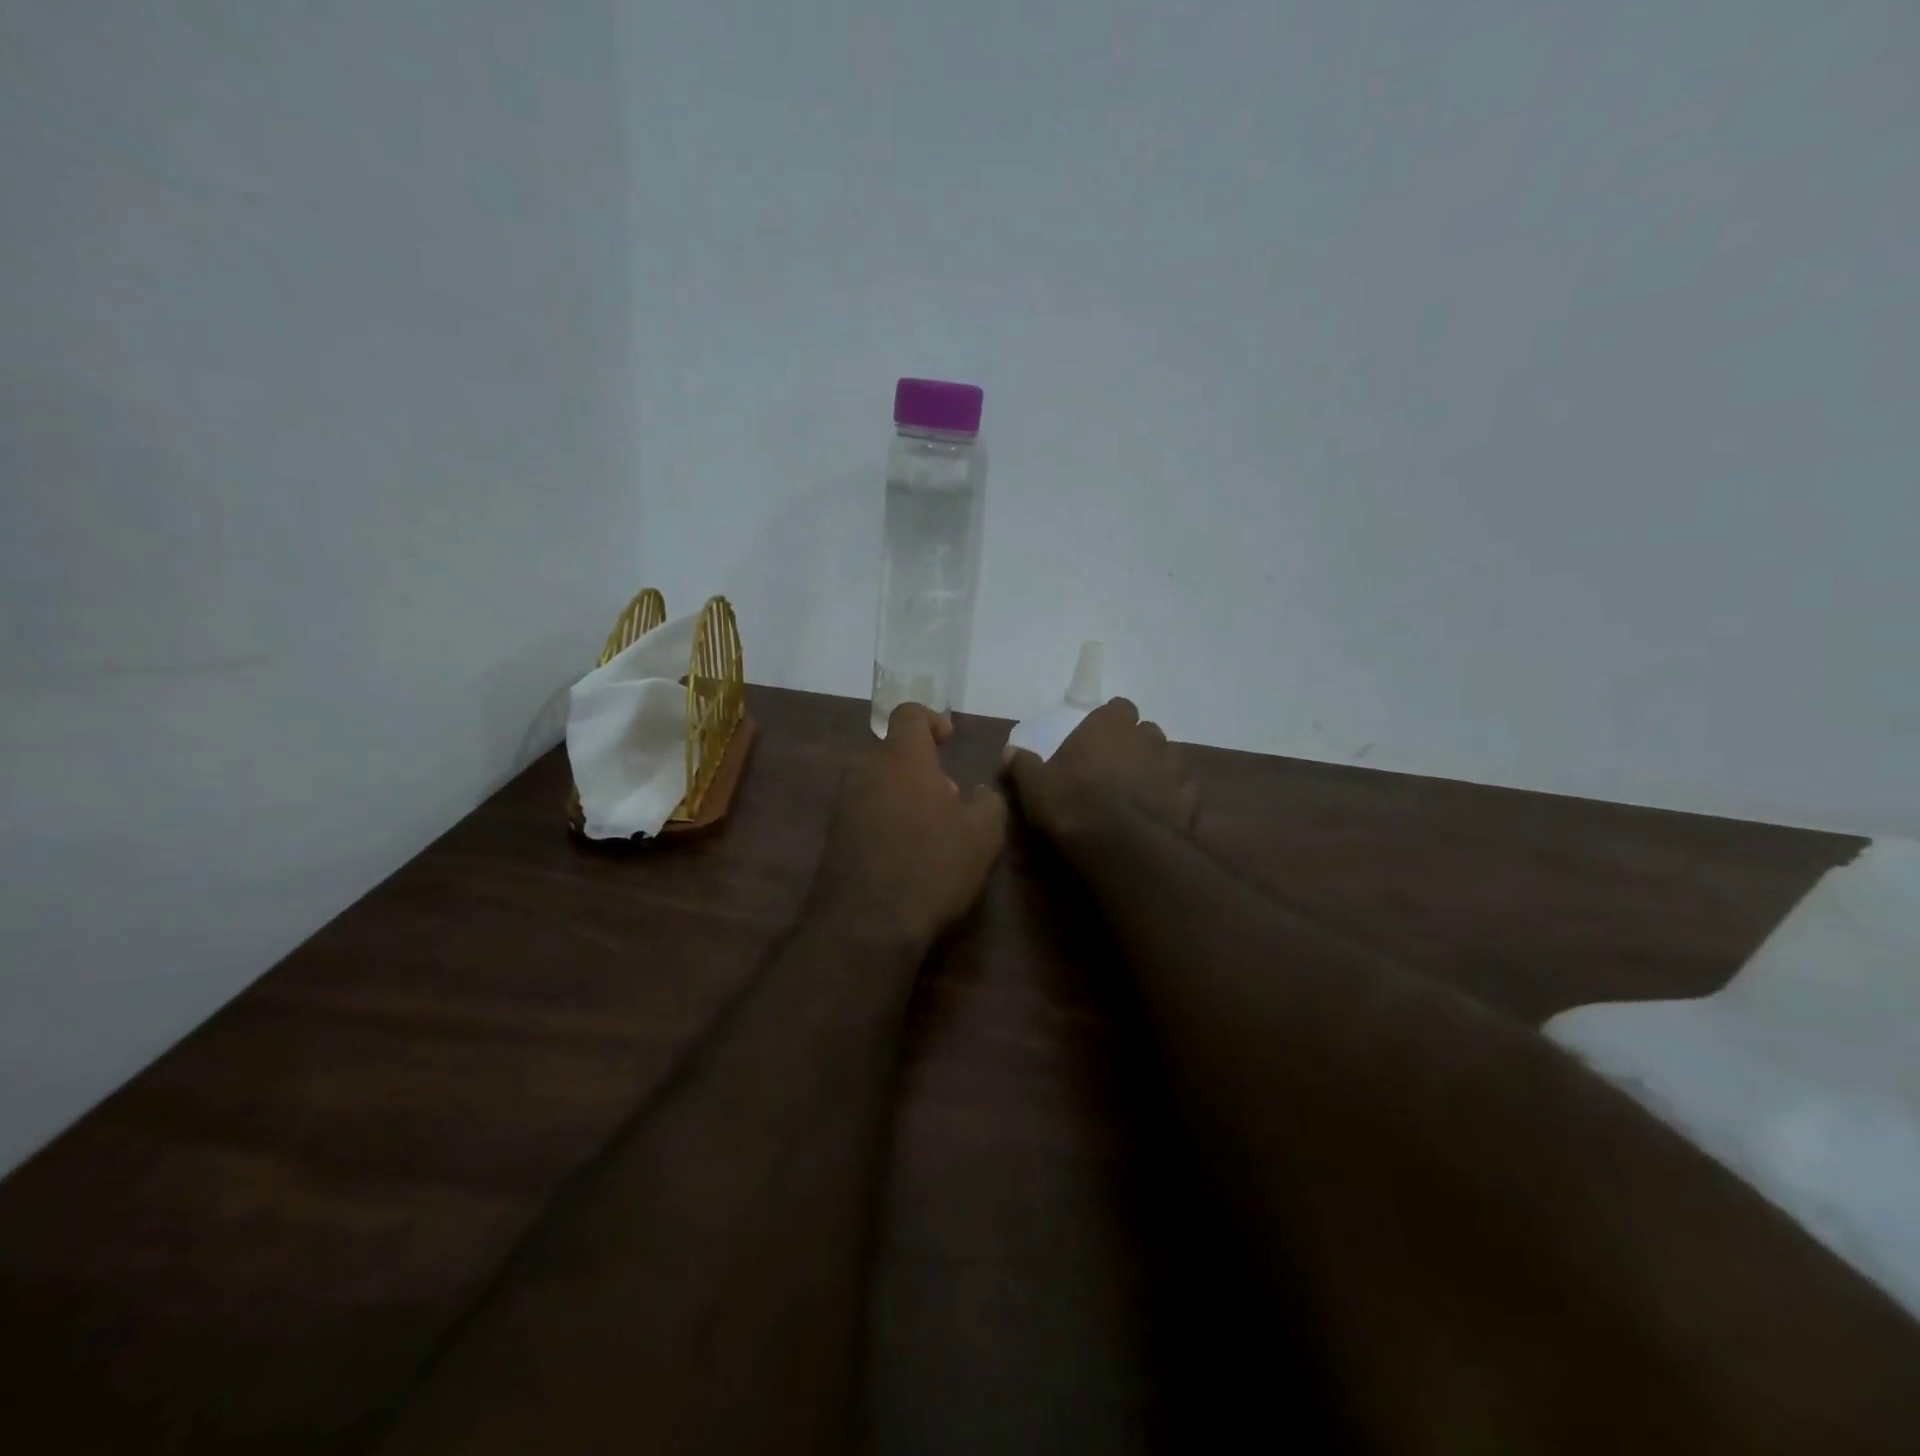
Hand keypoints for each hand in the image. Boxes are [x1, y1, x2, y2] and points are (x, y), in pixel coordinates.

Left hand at [811, 703, 1008, 945]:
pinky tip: (904, 853)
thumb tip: (981, 793)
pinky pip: (864, 809)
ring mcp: (843, 802)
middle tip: (949, 799)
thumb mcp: (983, 835)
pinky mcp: (832, 833)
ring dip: (904, 794)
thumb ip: (990, 802)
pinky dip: (886, 818)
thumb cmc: (932, 866)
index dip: (932, 720)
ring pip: (878, 781)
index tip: (949, 742)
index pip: (909, 714)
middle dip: (923, 767)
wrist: (866, 924)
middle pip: (894, 751)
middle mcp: (865, 769)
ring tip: (930, 831)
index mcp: (901, 757)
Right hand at [1005, 698, 1200, 848]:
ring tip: (1140, 793)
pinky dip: (1173, 800)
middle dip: (1137, 746)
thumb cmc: (1072, 802)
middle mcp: (1147, 738)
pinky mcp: (1191, 800)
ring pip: (1170, 760)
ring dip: (1158, 771)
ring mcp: (1174, 768)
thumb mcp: (1034, 786)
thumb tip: (1010, 752)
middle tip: (1117, 768)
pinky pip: (1184, 793)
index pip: (1119, 707)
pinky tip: (1158, 816)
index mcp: (1110, 725)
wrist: (1121, 845)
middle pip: (1147, 732)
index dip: (1111, 722)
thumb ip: (1023, 765)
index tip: (1099, 738)